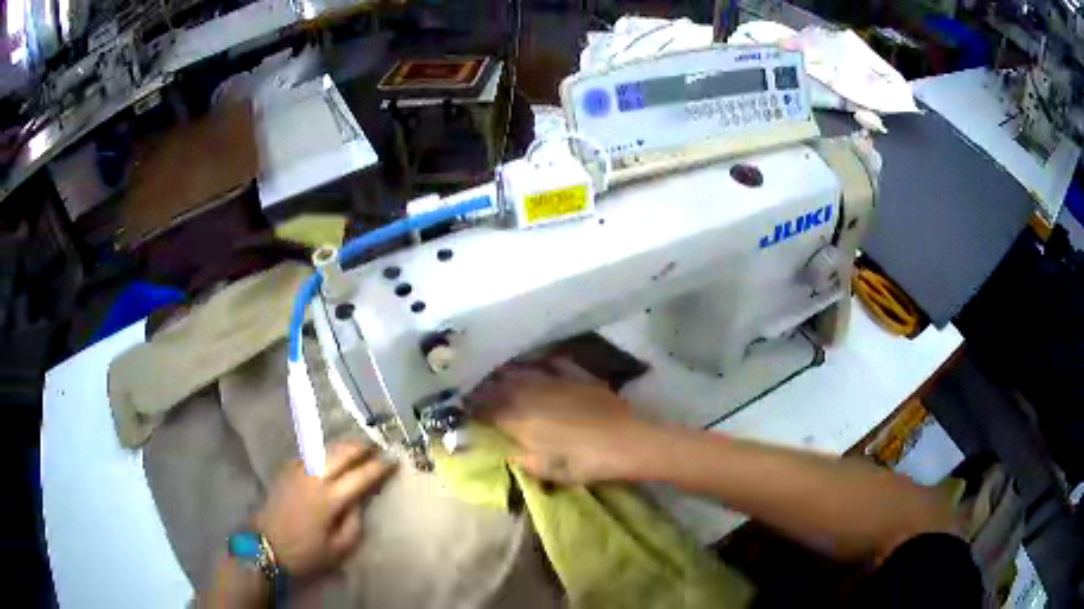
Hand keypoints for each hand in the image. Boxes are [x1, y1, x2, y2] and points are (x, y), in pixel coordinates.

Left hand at [254, 442, 395, 578]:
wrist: (265, 546)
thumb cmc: (305, 553)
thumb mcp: (338, 550)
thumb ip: (354, 524)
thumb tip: (358, 502)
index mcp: (330, 499)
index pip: (361, 477)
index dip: (379, 467)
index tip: (394, 461)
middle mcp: (314, 479)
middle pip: (341, 454)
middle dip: (361, 447)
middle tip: (376, 447)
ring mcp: (297, 471)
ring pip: (324, 449)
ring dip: (342, 446)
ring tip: (355, 447)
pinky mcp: (285, 471)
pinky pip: (308, 454)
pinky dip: (322, 451)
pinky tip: (327, 455)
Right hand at [473, 361, 658, 483]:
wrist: (627, 442)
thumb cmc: (585, 462)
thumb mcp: (547, 470)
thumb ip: (519, 459)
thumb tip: (502, 450)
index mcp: (520, 419)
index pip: (486, 409)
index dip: (472, 409)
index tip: (463, 409)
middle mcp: (531, 393)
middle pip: (499, 385)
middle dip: (484, 387)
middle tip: (475, 391)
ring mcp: (554, 380)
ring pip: (521, 371)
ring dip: (505, 373)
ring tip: (496, 375)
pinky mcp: (575, 376)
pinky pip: (549, 363)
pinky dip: (536, 364)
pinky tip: (533, 365)